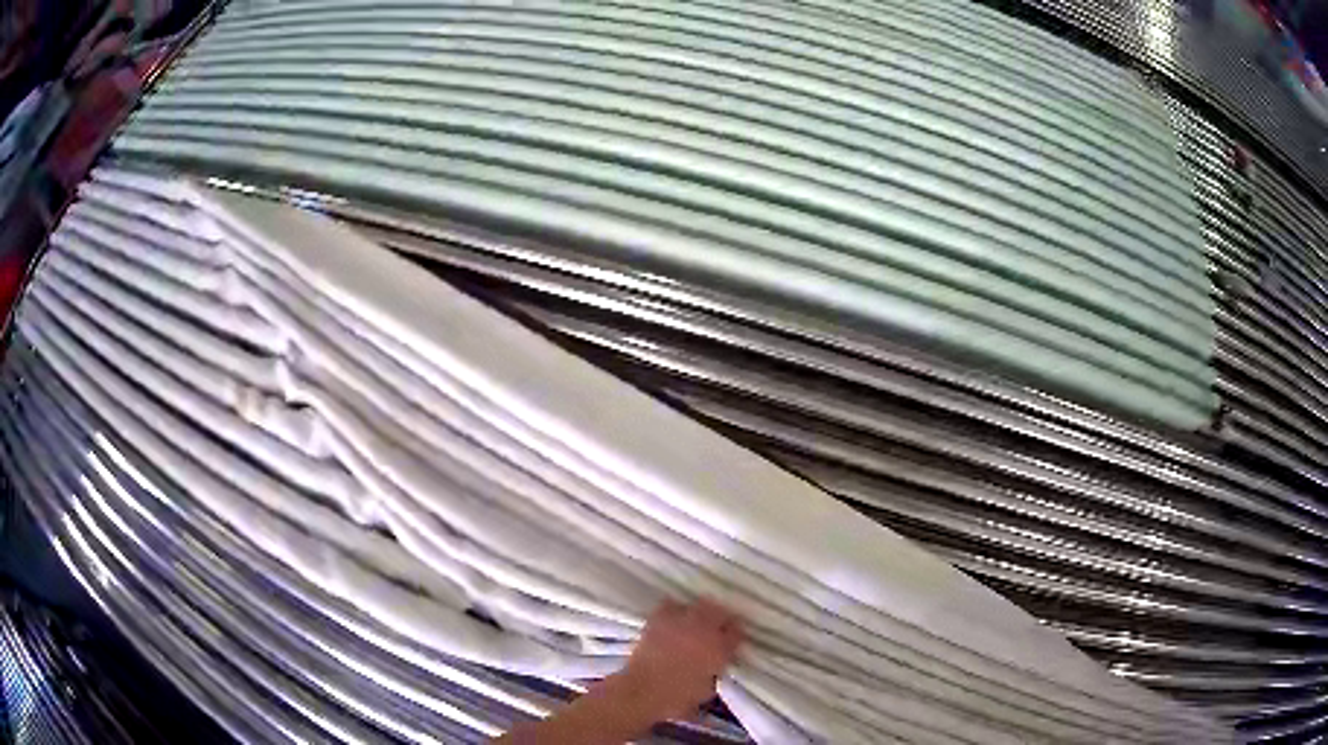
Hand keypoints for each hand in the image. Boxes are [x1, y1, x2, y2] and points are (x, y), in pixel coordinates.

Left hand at [619, 597, 744, 720]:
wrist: (643, 690)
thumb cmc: (677, 698)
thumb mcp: (706, 690)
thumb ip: (715, 672)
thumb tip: (714, 665)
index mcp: (719, 650)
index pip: (736, 633)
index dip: (735, 634)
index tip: (732, 638)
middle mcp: (704, 631)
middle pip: (721, 612)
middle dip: (722, 617)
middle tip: (719, 625)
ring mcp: (682, 623)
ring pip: (700, 604)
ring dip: (702, 610)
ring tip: (698, 618)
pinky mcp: (659, 620)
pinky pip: (671, 604)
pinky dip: (675, 608)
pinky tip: (674, 616)